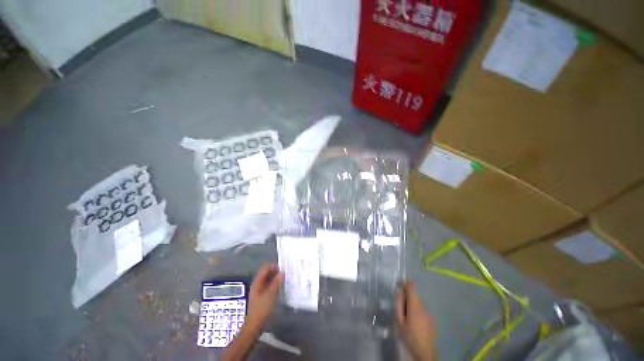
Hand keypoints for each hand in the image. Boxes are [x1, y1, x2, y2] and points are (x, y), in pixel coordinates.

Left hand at [246, 263, 283, 330]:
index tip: (282, 268)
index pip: (265, 268)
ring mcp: (259, 291)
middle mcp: (257, 285)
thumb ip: (276, 283)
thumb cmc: (262, 310)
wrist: (254, 326)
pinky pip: (268, 286)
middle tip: (284, 274)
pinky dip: (274, 285)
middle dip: (275, 272)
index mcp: (257, 282)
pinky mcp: (262, 297)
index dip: (273, 266)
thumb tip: (282, 272)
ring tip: (284, 280)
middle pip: (266, 273)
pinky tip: (280, 288)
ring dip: (275, 278)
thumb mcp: (270, 295)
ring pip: (268, 280)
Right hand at [396, 282, 434, 360]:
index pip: (411, 286)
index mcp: (414, 305)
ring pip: (417, 301)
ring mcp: (428, 312)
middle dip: (406, 297)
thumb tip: (399, 291)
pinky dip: (416, 310)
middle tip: (400, 308)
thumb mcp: (399, 321)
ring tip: (406, 316)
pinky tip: (413, 321)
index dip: (404, 284)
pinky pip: (421, 308)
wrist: (424, 352)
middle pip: (414, 294)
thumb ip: (399, 304)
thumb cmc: (409, 336)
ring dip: (411, 304)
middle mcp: (423, 305)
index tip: (399, 286)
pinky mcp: (431, 318)